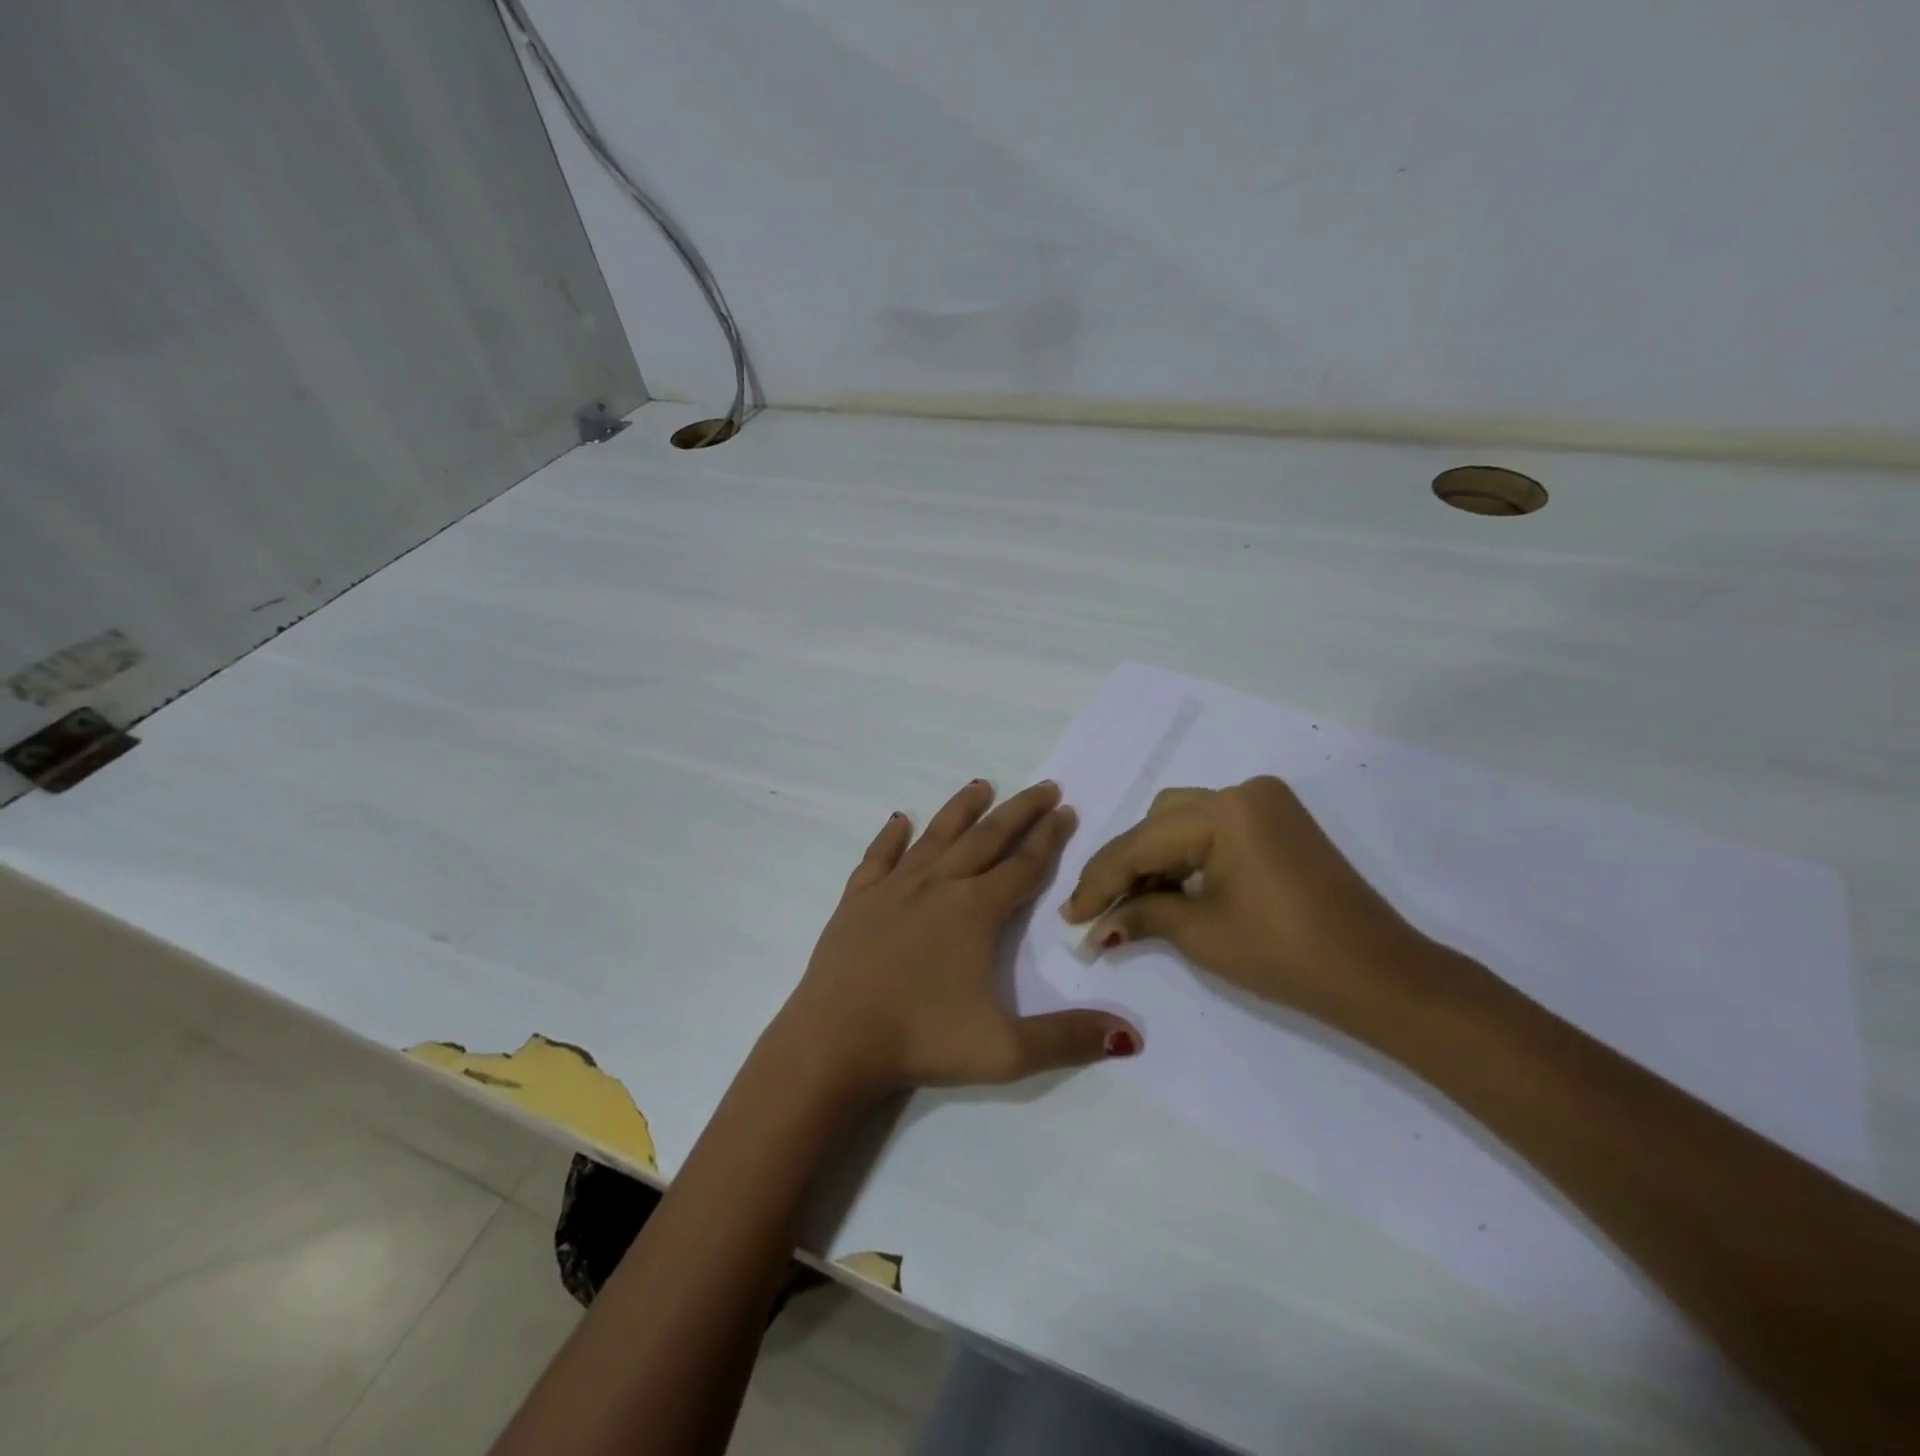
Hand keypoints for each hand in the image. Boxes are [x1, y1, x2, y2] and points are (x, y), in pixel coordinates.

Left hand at [775, 779, 1140, 1100]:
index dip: (1049, 838)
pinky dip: (891, 836)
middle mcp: (938, 886)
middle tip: (1044, 786)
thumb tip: (1131, 1036)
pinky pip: (878, 857)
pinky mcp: (857, 900)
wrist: (834, 1041)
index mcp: (975, 911)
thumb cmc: (921, 1041)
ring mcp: (893, 888)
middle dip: (1019, 811)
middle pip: (987, 838)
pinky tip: (898, 820)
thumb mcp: (1005, 1051)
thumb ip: (1068, 1039)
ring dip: (961, 810)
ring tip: (981, 785)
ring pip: (936, 836)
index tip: (1066, 810)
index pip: (1023, 865)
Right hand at [1060, 777, 1430, 1026]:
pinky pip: (1214, 831)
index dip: (1099, 882)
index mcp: (1225, 810)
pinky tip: (1170, 891)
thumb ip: (1140, 916)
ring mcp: (1267, 804)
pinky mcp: (1280, 823)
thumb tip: (1095, 927)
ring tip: (1132, 906)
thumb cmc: (1286, 955)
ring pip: (1184, 823)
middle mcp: (1243, 792)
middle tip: (1099, 912)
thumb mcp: (1201, 934)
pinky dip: (1188, 858)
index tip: (1068, 915)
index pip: (1141, 843)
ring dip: (1154, 860)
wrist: (1380, 977)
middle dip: (1126, 867)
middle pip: (1159, 823)